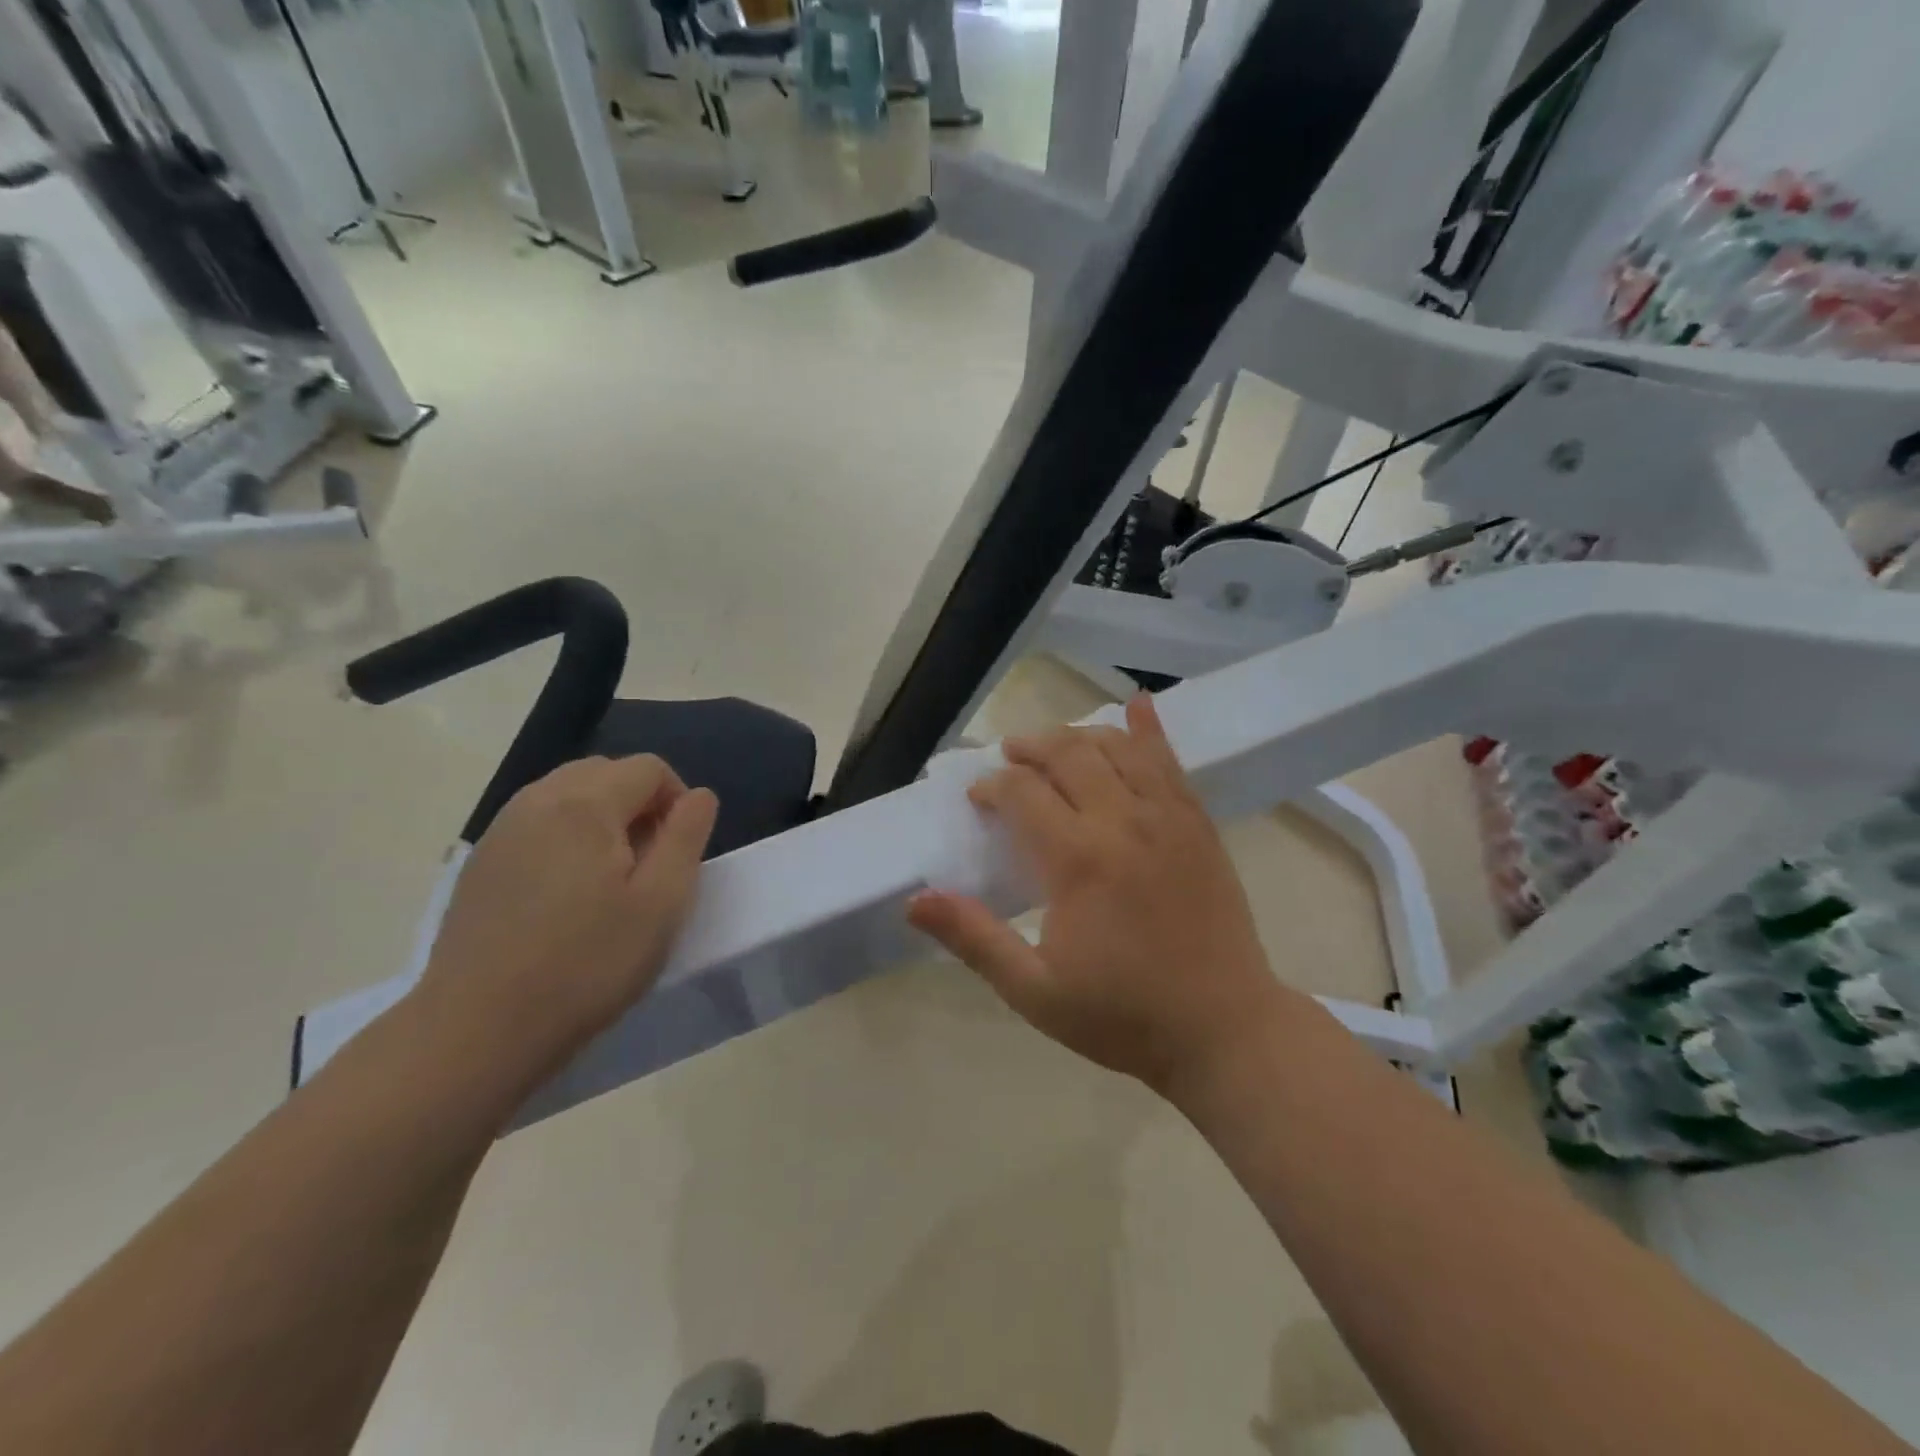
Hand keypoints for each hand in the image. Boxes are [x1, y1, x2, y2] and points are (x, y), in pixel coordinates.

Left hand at [413, 756, 717, 1084]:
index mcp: (586, 805)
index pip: (648, 768)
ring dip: (601, 817)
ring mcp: (501, 830)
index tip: (680, 850)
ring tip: (610, 877)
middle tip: (650, 861)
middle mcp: (538, 801)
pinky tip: (566, 893)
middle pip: (604, 772)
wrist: (476, 1030)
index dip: (678, 799)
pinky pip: (536, 823)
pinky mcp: (480, 862)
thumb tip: (699, 796)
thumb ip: (687, 837)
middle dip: (639, 802)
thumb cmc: (586, 965)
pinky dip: (565, 835)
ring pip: (567, 794)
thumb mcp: (662, 903)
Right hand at [908, 695, 1285, 1097]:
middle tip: (1009, 756)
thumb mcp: (1034, 991)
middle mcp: (1123, 821)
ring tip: (1055, 745)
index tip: (979, 797)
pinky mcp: (1198, 823)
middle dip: (1030, 747)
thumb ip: (974, 939)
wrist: (1224, 1029)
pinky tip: (1139, 705)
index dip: (993, 786)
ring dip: (1079, 735)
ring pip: (1117, 747)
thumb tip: (915, 899)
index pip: (1023, 792)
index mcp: (1078, 859)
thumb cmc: (1123, 1015)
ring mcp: (1168, 817)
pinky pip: (1170, 761)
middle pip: (1068, 754)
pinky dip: (1149, 729)